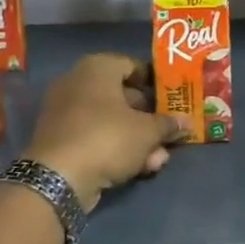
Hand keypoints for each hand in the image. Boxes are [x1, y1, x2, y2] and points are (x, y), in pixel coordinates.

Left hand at [27, 54, 185, 209]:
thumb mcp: (147, 132)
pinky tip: (139, 168)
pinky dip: (116, 149)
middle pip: (122, 96)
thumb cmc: (108, 138)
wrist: (59, 177)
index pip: (132, 65)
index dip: (154, 82)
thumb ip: (168, 124)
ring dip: (137, 139)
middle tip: (169, 133)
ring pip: (111, 121)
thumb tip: (186, 122)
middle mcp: (77, 83)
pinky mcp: (61, 139)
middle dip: (149, 118)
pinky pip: (95, 137)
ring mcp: (65, 112)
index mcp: (97, 68)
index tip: (172, 99)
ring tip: (158, 160)